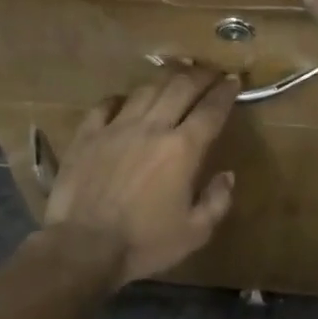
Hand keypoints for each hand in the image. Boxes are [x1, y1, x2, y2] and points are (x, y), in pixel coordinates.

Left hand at [44, 68, 239, 284]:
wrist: (83, 247)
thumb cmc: (144, 243)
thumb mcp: (194, 233)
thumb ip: (217, 201)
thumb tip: (227, 176)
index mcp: (183, 149)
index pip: (211, 110)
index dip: (225, 92)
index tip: (234, 81)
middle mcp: (152, 127)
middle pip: (181, 87)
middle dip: (200, 74)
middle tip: (210, 71)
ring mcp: (116, 127)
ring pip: (146, 89)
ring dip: (165, 79)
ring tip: (174, 77)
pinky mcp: (88, 134)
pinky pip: (106, 104)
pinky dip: (121, 98)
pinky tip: (127, 100)